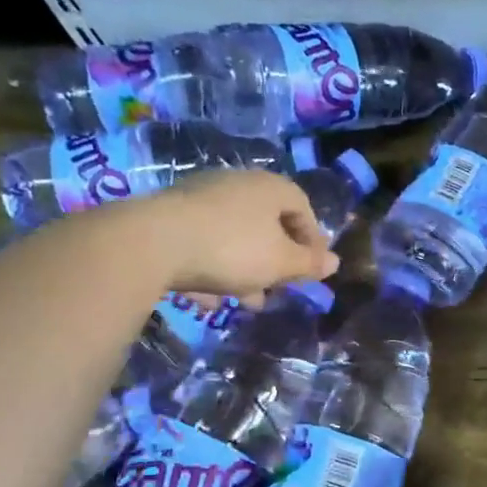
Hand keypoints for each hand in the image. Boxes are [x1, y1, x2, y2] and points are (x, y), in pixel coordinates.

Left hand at [134, 169, 336, 305]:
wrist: (151, 243)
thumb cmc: (232, 249)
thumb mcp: (281, 263)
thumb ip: (309, 264)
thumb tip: (335, 262)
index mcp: (270, 188)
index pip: (304, 208)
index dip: (313, 241)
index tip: (313, 270)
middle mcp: (237, 185)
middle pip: (268, 224)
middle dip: (276, 261)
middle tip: (280, 288)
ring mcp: (200, 199)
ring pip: (234, 237)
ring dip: (245, 270)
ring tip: (246, 302)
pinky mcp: (169, 218)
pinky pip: (203, 244)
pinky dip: (211, 269)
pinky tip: (208, 299)